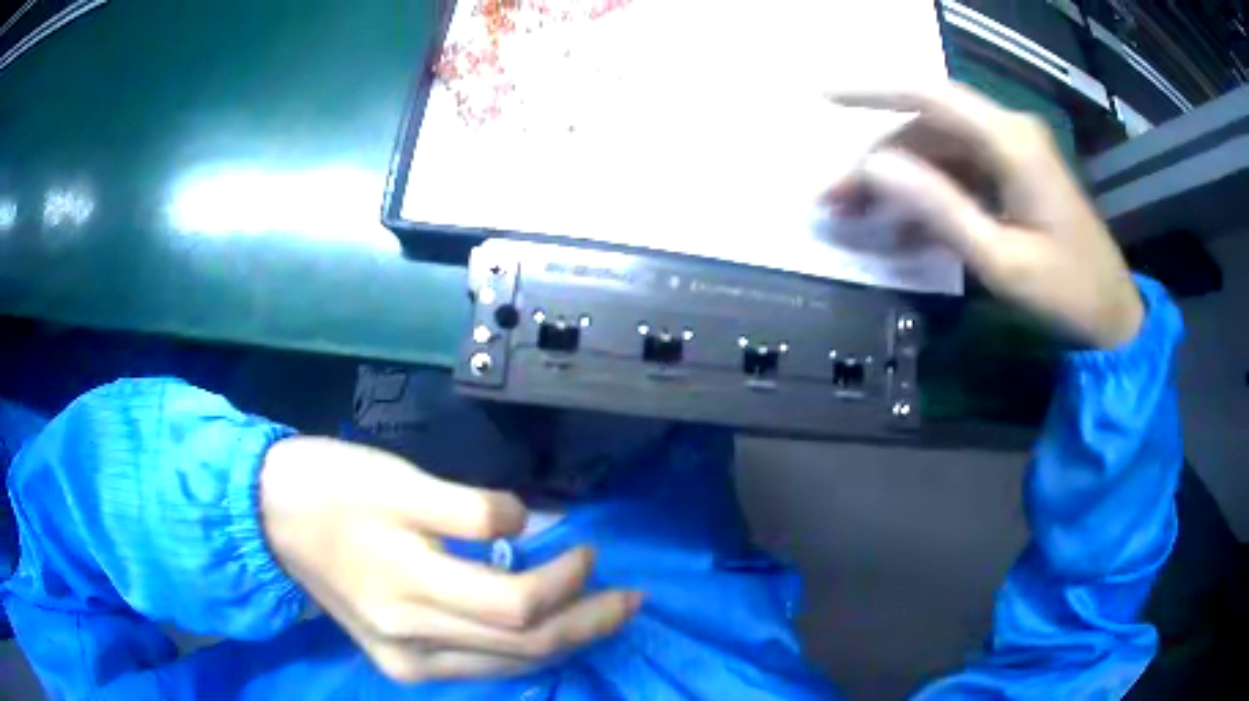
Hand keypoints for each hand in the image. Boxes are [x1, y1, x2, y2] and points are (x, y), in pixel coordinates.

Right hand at [259, 437, 640, 682]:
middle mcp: (411, 642)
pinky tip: (547, 636)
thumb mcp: (402, 480)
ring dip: (563, 642)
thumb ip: (473, 508)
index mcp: (406, 588)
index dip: (568, 580)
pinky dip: (521, 654)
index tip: (590, 546)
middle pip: (523, 646)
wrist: (271, 517)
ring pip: (507, 666)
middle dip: (587, 622)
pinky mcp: (399, 665)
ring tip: (603, 617)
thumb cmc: (333, 486)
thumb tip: (535, 527)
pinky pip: (478, 670)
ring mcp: (405, 662)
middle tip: (633, 599)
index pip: (518, 605)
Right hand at [829, 84, 1143, 348]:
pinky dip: (929, 195)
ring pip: (938, 149)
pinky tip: (905, 230)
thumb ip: (938, 208)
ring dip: (898, 179)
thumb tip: (872, 168)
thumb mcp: (1000, 259)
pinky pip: (960, 171)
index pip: (929, 96)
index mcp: (1010, 141)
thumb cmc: (1066, 292)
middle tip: (836, 200)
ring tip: (859, 217)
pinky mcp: (1014, 173)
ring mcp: (1012, 151)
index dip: (871, 91)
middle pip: (927, 127)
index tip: (822, 97)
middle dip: (878, 160)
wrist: (1113, 317)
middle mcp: (1009, 131)